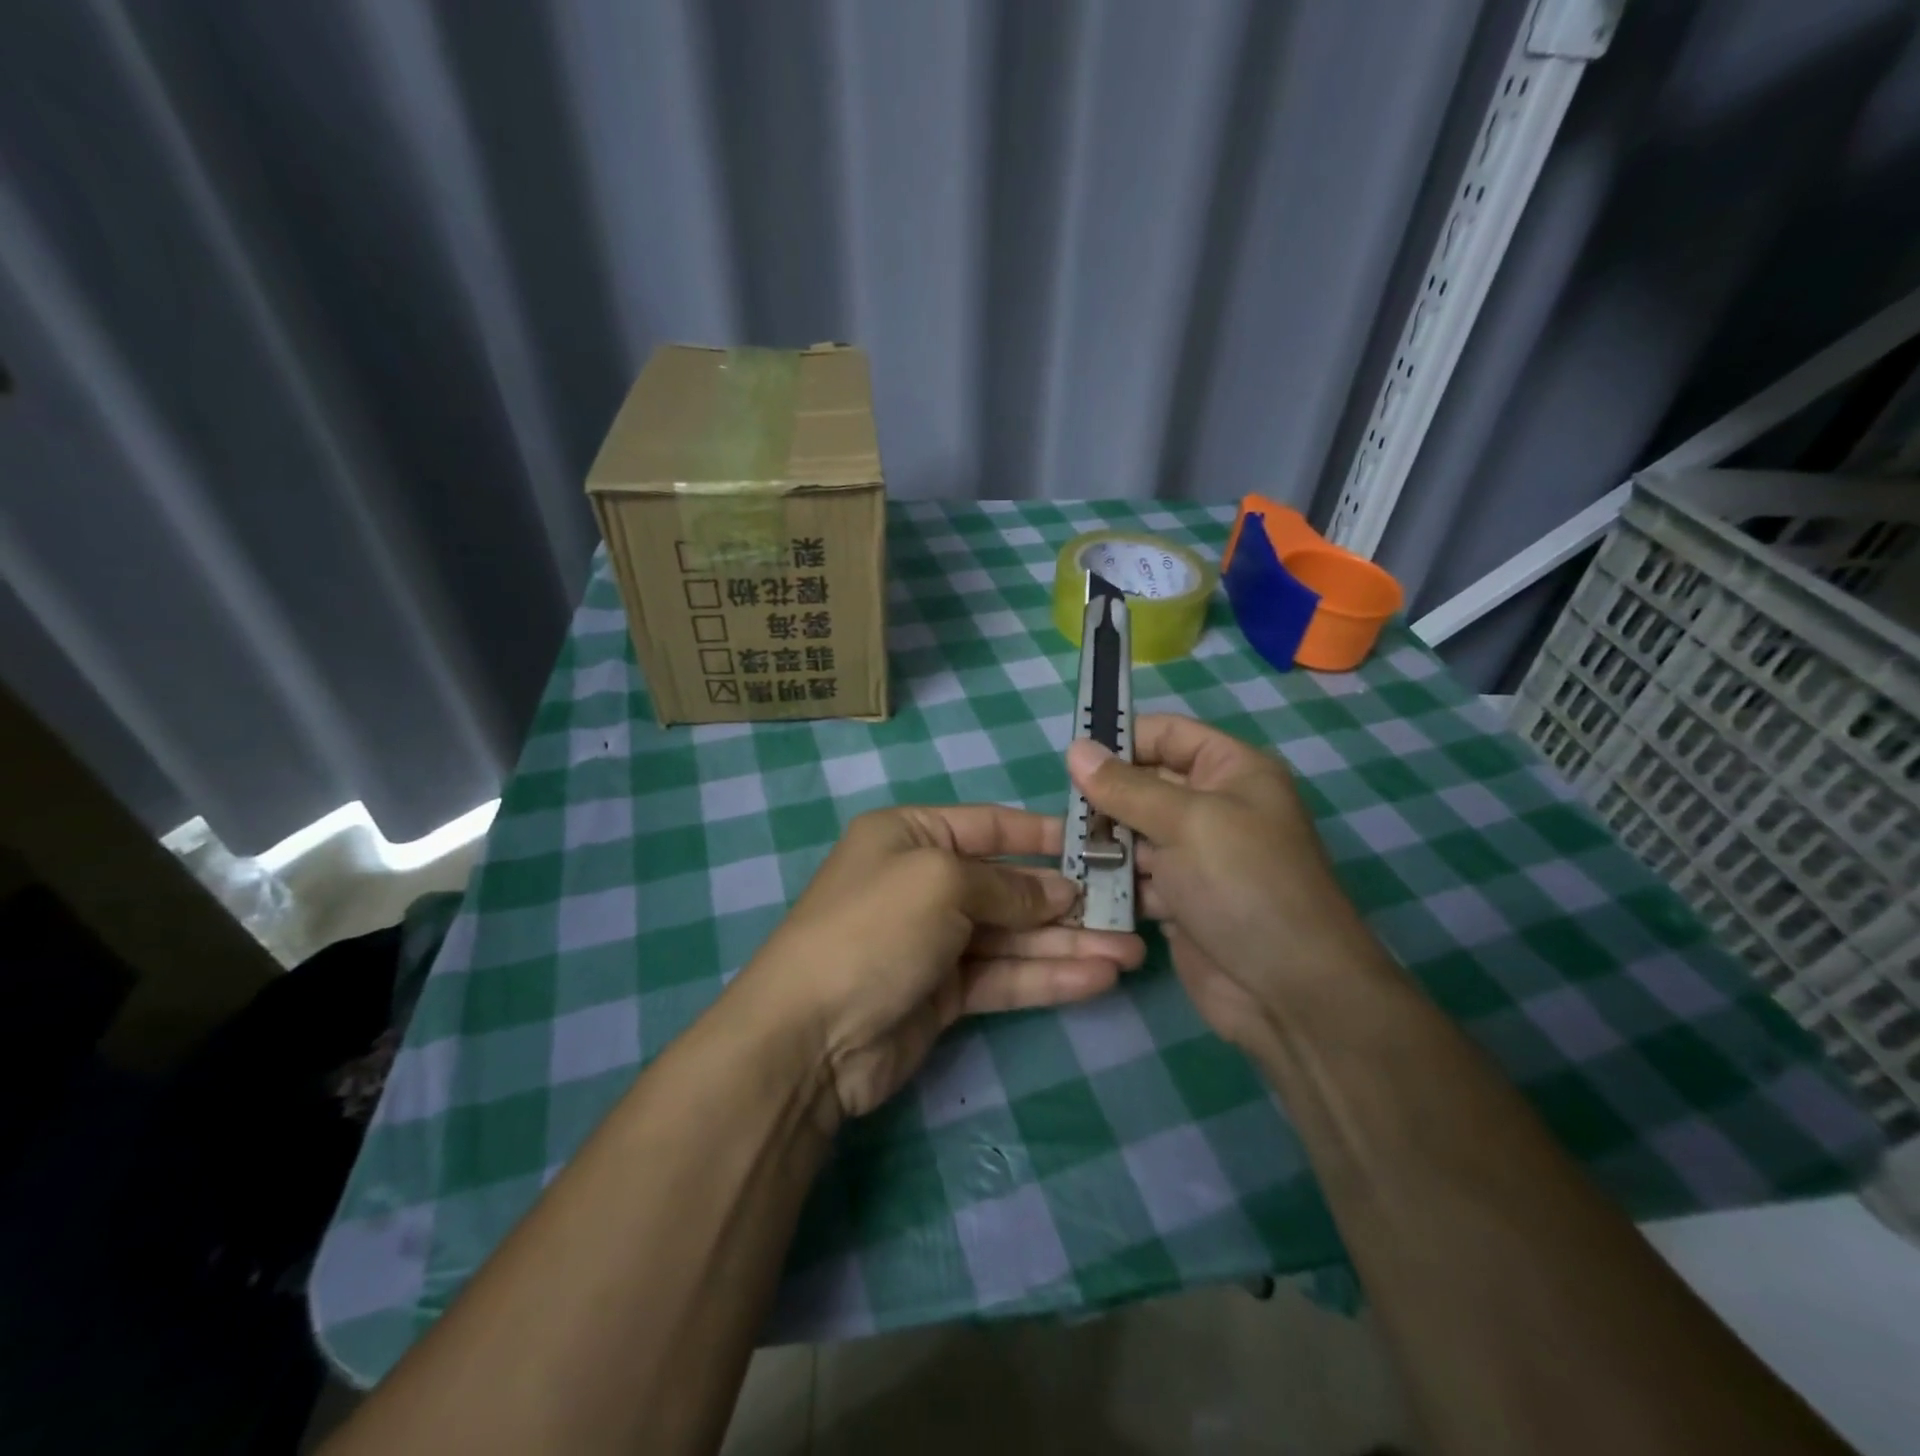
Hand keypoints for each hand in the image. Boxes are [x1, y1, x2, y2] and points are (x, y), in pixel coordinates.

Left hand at [740, 806, 1145, 1121]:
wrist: (809, 1036)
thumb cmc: (874, 928)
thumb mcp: (941, 882)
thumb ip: (1008, 886)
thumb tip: (1061, 890)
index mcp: (911, 835)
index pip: (990, 826)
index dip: (1044, 835)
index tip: (1099, 844)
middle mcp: (924, 882)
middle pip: (1009, 886)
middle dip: (1067, 900)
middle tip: (1130, 912)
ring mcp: (934, 941)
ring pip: (1014, 937)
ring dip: (1069, 944)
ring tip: (1130, 953)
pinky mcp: (944, 994)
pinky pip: (1004, 976)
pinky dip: (1048, 977)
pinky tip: (1097, 979)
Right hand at [1066, 715, 1388, 1047]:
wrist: (1290, 992)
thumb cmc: (1244, 885)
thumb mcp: (1186, 822)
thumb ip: (1126, 787)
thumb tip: (1076, 748)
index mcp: (1231, 772)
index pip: (1168, 734)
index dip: (1122, 738)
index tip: (1071, 757)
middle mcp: (1214, 807)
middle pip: (1145, 784)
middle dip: (1104, 796)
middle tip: (1061, 812)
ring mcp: (1196, 857)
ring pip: (1134, 833)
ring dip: (1102, 841)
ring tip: (1065, 850)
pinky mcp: (1180, 900)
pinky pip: (1136, 877)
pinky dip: (1111, 881)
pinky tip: (1079, 887)